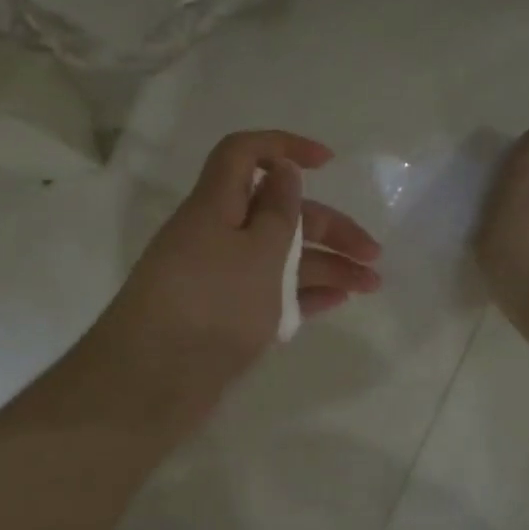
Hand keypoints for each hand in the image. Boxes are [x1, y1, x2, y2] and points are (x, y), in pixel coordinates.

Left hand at [93, 130, 382, 412]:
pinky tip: (338, 301)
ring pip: (280, 258)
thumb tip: (283, 170)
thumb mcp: (258, 251)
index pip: (244, 154)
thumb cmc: (214, 304)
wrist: (154, 382)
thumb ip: (278, 210)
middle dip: (328, 227)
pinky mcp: (226, 315)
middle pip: (277, 214)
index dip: (285, 147)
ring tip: (370, 285)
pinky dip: (305, 294)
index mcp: (215, 206)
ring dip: (327, 265)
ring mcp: (220, 279)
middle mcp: (216, 236)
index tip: (328, 163)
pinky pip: (271, 293)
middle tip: (373, 254)